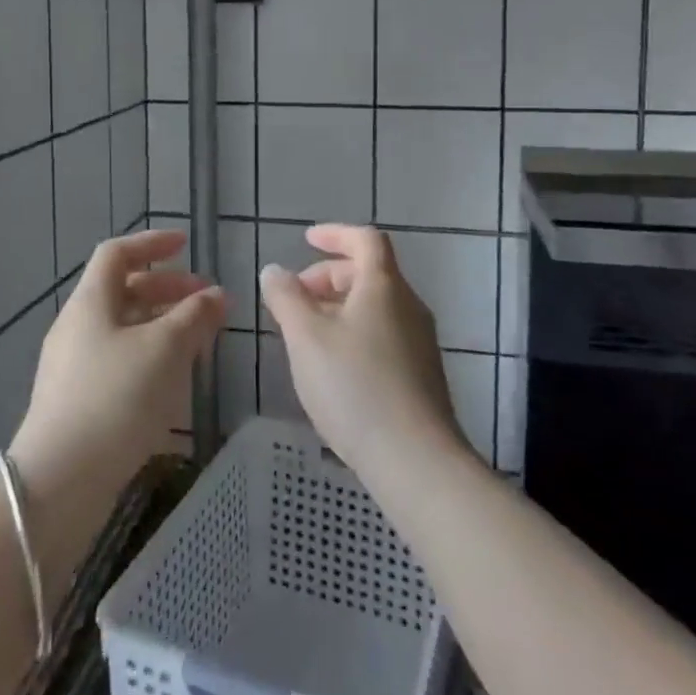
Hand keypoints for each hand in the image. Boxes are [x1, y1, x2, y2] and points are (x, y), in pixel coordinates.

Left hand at [10, 229, 223, 501]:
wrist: (60, 481)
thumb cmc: (116, 397)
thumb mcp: (164, 349)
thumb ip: (194, 317)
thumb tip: (218, 294)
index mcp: (90, 302)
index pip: (117, 253)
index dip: (152, 243)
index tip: (186, 245)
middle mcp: (77, 326)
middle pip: (123, 290)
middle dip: (167, 288)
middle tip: (206, 301)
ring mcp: (74, 365)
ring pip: (124, 328)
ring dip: (162, 325)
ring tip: (199, 341)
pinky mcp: (78, 400)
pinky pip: (119, 360)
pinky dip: (150, 356)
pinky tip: (174, 380)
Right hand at [259, 224, 463, 479]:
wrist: (416, 460)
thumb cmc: (355, 386)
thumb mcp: (306, 338)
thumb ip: (286, 298)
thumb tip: (274, 271)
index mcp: (384, 286)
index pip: (365, 239)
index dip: (335, 234)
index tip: (305, 241)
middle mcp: (408, 306)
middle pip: (369, 273)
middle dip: (328, 277)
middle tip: (295, 299)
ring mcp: (419, 343)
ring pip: (375, 307)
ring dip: (338, 308)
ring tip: (306, 336)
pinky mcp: (421, 376)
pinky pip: (383, 335)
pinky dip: (354, 334)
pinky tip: (333, 369)